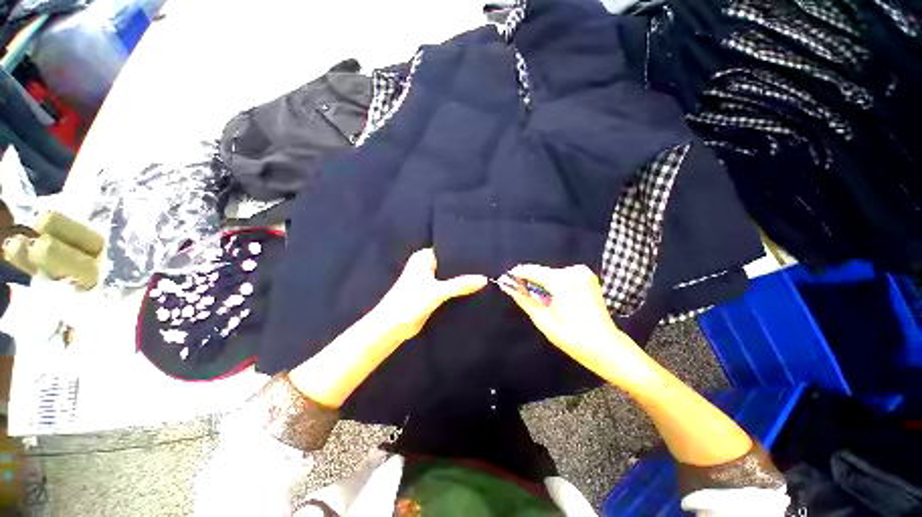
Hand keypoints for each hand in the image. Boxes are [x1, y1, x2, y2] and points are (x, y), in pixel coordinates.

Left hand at [373, 248, 487, 341]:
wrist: (393, 327)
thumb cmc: (410, 302)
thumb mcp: (437, 291)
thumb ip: (461, 285)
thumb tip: (484, 279)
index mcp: (423, 258)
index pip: (448, 249)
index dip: (463, 252)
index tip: (482, 252)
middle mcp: (426, 266)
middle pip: (450, 264)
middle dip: (465, 267)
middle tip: (487, 265)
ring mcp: (430, 280)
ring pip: (450, 277)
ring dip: (462, 279)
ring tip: (485, 275)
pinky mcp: (432, 293)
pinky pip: (449, 288)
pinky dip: (458, 289)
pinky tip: (474, 289)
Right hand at [498, 264, 644, 383]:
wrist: (605, 346)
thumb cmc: (571, 336)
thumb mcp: (542, 319)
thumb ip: (523, 298)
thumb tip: (506, 285)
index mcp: (562, 281)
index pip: (531, 271)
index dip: (516, 275)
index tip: (504, 280)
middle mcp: (573, 271)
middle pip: (542, 272)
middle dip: (529, 280)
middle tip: (519, 292)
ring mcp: (582, 272)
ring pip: (551, 273)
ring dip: (541, 283)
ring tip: (536, 298)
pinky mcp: (587, 276)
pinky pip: (563, 276)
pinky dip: (554, 283)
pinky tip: (552, 297)